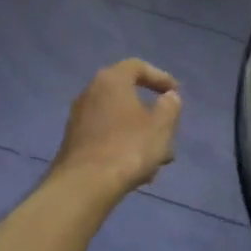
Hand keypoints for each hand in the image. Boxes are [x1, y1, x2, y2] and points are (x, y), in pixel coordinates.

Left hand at [53, 60, 181, 195]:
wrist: (86, 184)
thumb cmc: (129, 147)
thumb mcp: (162, 126)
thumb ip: (170, 107)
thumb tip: (169, 97)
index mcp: (111, 81)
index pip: (137, 67)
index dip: (160, 77)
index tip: (176, 93)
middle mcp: (90, 93)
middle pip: (128, 98)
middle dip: (152, 117)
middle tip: (168, 133)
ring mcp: (78, 119)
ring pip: (119, 122)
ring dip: (140, 137)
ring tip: (157, 161)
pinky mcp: (74, 143)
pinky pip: (106, 138)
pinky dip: (124, 148)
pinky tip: (137, 172)